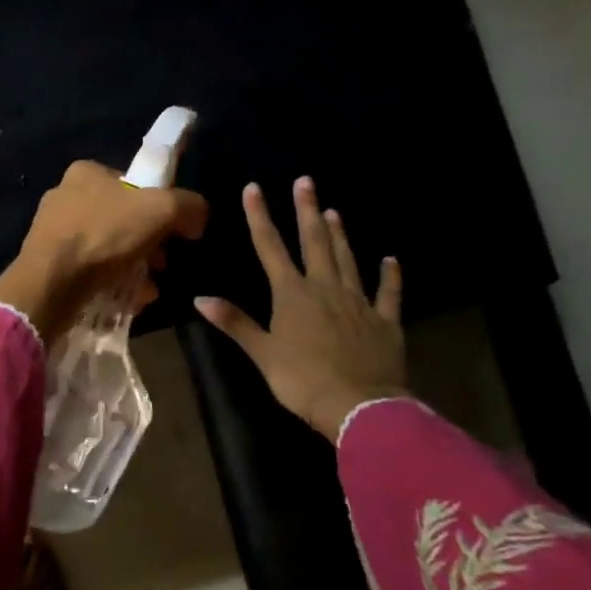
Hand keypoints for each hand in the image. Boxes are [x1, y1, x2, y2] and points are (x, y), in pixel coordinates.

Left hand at [0, 161, 208, 345]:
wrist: (51, 283)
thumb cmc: (104, 235)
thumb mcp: (161, 210)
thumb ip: (187, 205)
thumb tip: (198, 216)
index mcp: (85, 172)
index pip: (132, 184)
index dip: (158, 207)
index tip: (172, 233)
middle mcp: (64, 195)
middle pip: (121, 219)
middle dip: (147, 243)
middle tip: (162, 265)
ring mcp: (52, 231)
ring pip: (106, 247)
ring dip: (133, 266)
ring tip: (147, 288)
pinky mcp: (47, 263)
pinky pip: (89, 269)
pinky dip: (111, 282)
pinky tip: (127, 300)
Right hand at [195, 178, 406, 439]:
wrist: (360, 407)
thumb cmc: (303, 380)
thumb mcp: (262, 353)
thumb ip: (235, 322)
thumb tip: (200, 298)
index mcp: (292, 294)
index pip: (270, 247)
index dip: (260, 216)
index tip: (254, 188)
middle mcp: (325, 288)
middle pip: (314, 242)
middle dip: (307, 211)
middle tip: (306, 182)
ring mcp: (358, 302)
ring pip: (348, 260)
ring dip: (340, 235)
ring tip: (334, 211)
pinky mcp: (385, 321)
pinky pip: (388, 293)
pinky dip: (389, 276)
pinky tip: (390, 260)